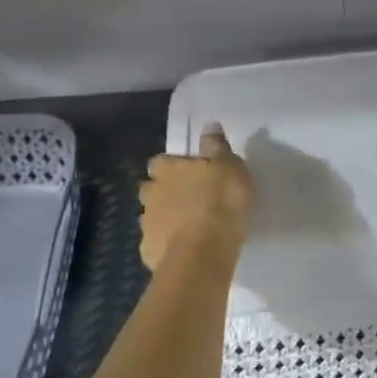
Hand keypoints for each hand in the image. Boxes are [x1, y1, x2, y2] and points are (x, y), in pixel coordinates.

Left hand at [139, 124, 254, 271]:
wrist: (202, 253)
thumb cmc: (220, 202)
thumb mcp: (229, 167)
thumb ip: (216, 147)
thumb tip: (209, 125)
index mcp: (168, 170)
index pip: (160, 161)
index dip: (172, 166)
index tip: (187, 172)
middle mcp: (151, 193)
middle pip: (150, 188)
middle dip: (163, 192)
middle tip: (187, 199)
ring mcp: (147, 224)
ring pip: (152, 216)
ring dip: (165, 218)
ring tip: (187, 227)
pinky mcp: (149, 252)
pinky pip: (156, 244)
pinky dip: (167, 244)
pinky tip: (183, 250)